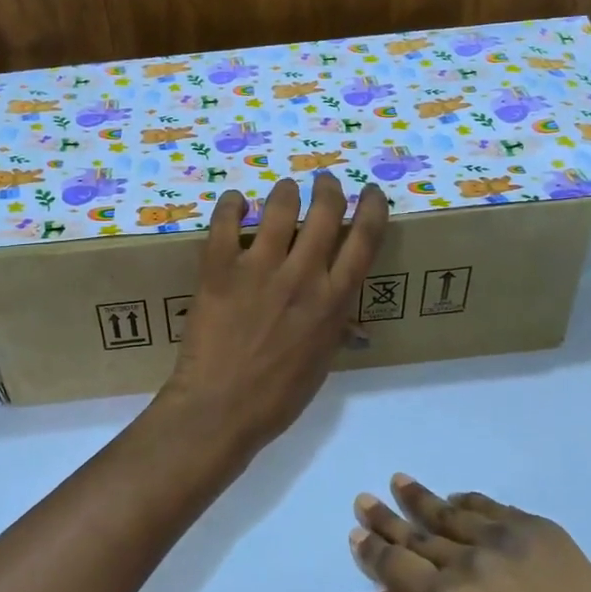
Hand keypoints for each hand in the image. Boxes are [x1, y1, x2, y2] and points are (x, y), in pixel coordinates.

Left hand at [161, 174, 388, 460]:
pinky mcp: (219, 269)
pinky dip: (231, 204)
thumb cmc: (277, 397)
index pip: (364, 239)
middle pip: (324, 211)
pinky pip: (224, 222)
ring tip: (284, 190)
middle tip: (325, 182)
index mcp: (333, 301)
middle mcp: (302, 275)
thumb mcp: (321, 363)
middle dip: (329, 188)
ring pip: (280, 207)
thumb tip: (348, 321)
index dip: (371, 207)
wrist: (220, 409)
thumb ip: (334, 329)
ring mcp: (259, 268)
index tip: (369, 192)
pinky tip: (235, 200)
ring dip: (286, 191)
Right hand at [349, 475, 590, 591]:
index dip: (371, 549)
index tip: (356, 534)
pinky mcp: (536, 527)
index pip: (392, 565)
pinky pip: (490, 507)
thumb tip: (400, 587)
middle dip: (386, 518)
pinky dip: (468, 503)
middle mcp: (467, 563)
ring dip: (420, 499)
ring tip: (400, 482)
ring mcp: (504, 538)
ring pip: (449, 512)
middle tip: (364, 499)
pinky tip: (454, 498)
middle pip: (415, 533)